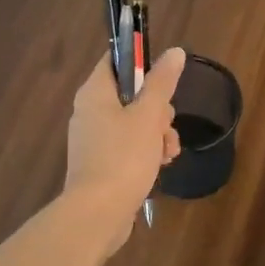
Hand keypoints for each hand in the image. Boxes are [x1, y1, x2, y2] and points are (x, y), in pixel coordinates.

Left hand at [65, 47, 185, 249]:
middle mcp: (89, 112)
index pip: (116, 60)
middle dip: (158, 110)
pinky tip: (161, 165)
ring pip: (134, 123)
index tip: (165, 78)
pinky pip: (128, 146)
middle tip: (165, 125)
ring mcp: (94, 140)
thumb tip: (175, 52)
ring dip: (158, 134)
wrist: (99, 213)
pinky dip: (147, 152)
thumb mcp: (148, 115)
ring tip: (168, 152)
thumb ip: (162, 82)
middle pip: (131, 94)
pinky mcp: (101, 164)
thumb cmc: (123, 157)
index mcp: (95, 93)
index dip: (141, 61)